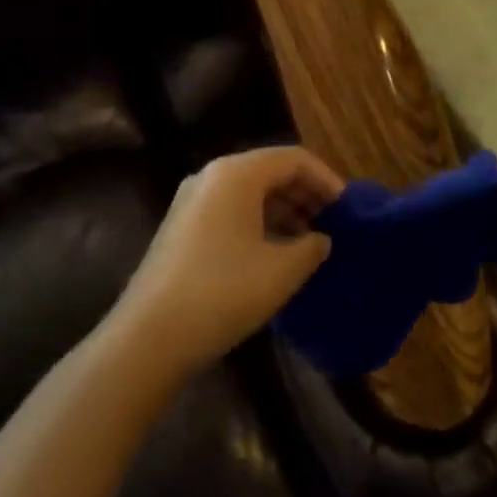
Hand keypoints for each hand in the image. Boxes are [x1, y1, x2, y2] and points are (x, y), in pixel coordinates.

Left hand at [115, 147, 339, 372]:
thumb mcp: (281, 271)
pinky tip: (274, 254)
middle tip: (332, 225)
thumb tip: (321, 239)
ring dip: (283, 211)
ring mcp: (192, 201)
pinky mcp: (181, 227)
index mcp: (237, 173)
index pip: (293, 159)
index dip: (326, 180)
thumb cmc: (223, 292)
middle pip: (269, 171)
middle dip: (305, 195)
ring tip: (309, 242)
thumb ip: (311, 248)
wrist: (149, 337)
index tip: (348, 209)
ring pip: (249, 193)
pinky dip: (258, 223)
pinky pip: (230, 211)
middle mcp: (212, 176)